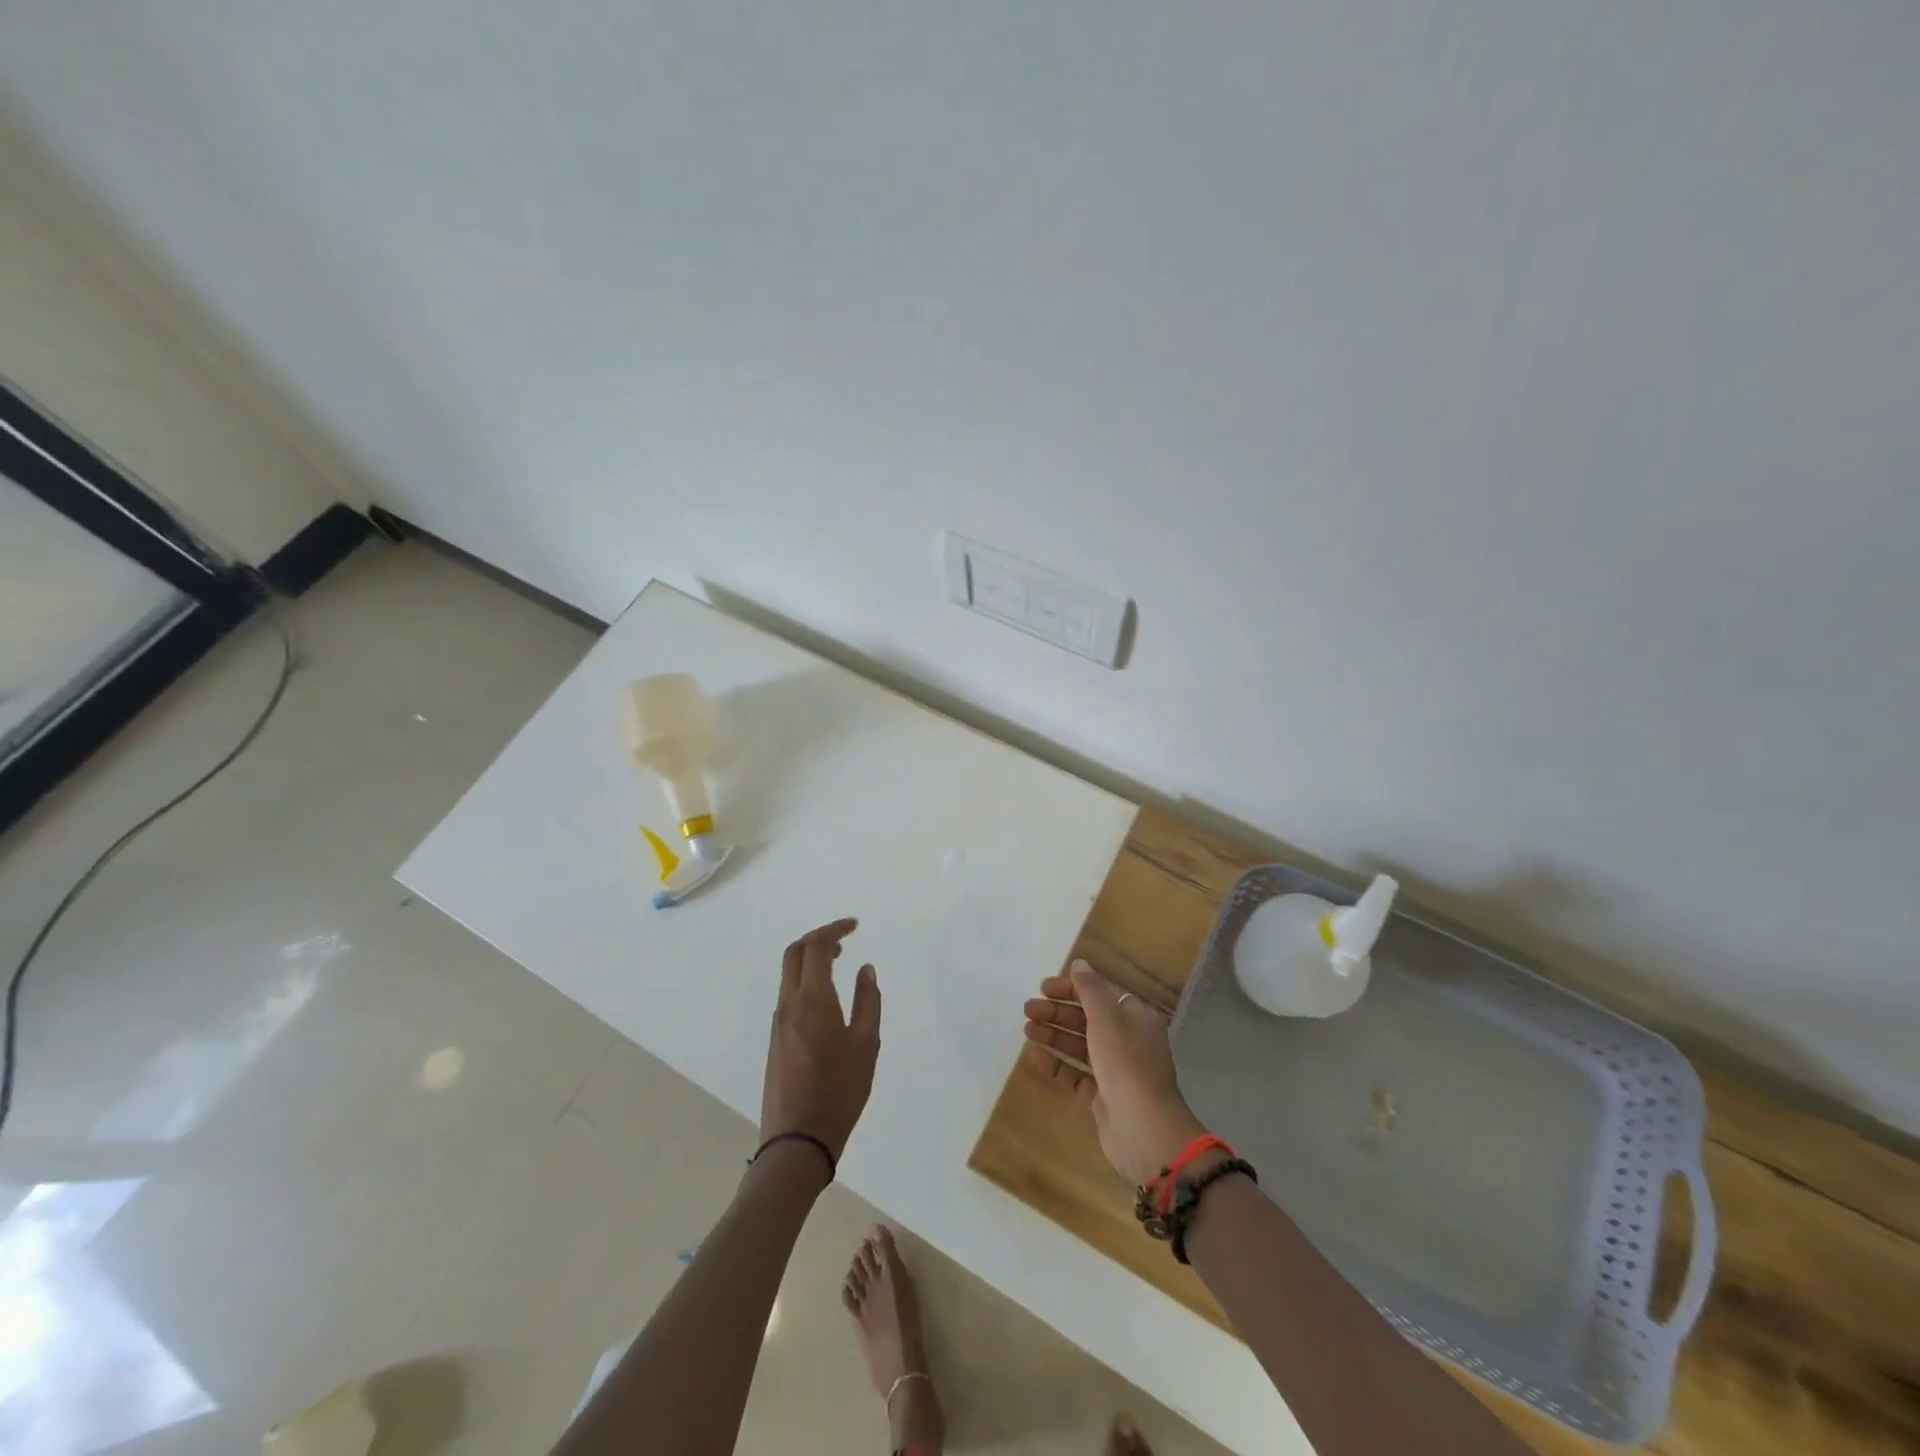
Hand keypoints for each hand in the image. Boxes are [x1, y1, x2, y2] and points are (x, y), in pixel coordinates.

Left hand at [761, 918, 881, 1162]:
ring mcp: (778, 1023)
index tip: (855, 926)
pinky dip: (805, 981)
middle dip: (818, 938)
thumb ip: (868, 1001)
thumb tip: (865, 970)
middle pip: (794, 953)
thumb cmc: (839, 1090)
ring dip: (810, 960)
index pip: (816, 946)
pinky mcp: (775, 1040)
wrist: (797, 1140)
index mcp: (812, 999)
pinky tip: (826, 998)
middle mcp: (789, 1004)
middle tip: (843, 939)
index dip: (834, 929)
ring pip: (788, 975)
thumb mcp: (866, 1044)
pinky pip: (788, 996)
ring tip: (838, 964)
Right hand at [1023, 960, 1207, 1187]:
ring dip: (1054, 1035)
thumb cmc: (1126, 1062)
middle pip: (1088, 1019)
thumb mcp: (1106, 1017)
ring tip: (1027, 1030)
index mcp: (1135, 1017)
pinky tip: (1036, 1057)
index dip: (1071, 988)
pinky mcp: (1105, 1097)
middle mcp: (1128, 1040)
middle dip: (1058, 1012)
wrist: (1144, 1128)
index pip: (1100, 994)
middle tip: (1028, 1010)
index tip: (1043, 987)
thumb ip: (1090, 989)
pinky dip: (1058, 1064)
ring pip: (1081, 1045)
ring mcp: (1117, 1070)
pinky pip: (1077, 1074)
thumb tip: (1080, 964)